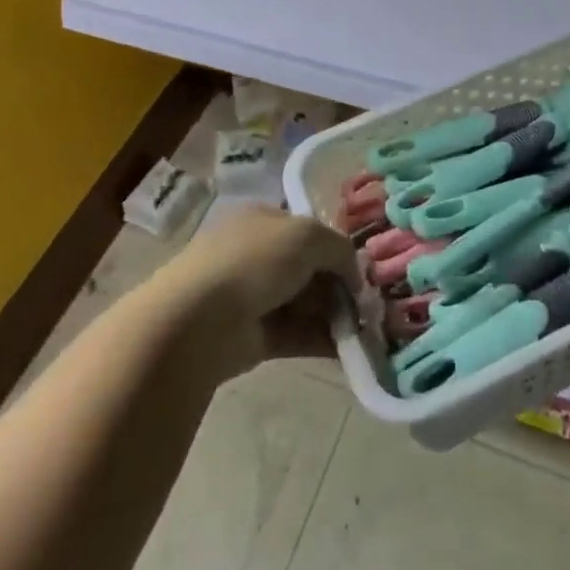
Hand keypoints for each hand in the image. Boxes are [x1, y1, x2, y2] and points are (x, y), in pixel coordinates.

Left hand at [154, 207, 360, 376]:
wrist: (198, 320)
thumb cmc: (253, 260)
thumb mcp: (307, 235)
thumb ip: (339, 248)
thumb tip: (355, 274)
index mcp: (264, 220)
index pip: (308, 229)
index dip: (337, 247)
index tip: (363, 270)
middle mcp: (259, 254)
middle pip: (310, 268)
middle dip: (340, 285)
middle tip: (371, 304)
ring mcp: (255, 296)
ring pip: (306, 302)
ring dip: (337, 315)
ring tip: (368, 330)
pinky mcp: (255, 336)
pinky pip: (298, 334)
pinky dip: (323, 340)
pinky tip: (351, 350)